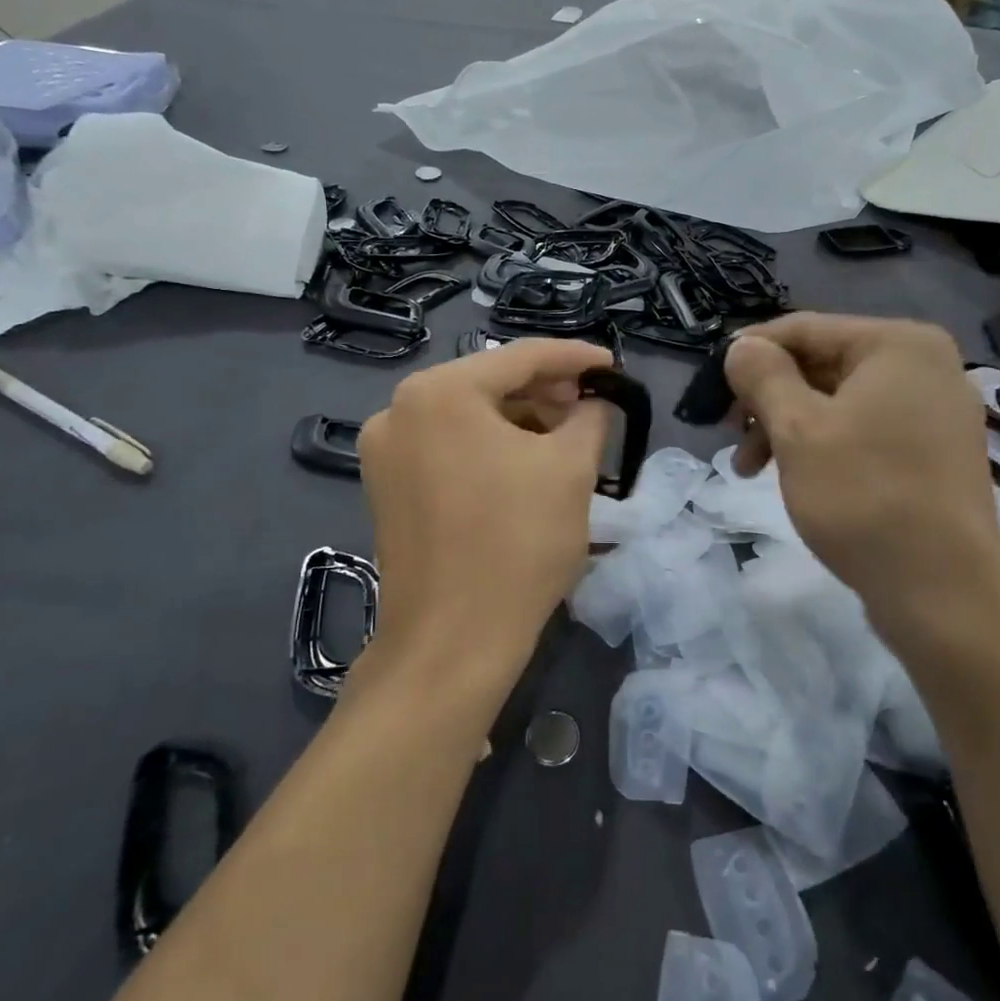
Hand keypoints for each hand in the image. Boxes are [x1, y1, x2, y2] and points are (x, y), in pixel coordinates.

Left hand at [357, 338, 613, 693]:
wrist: (452, 643)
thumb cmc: (518, 543)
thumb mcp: (571, 469)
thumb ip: (590, 416)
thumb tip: (594, 401)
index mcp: (440, 392)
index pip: (521, 357)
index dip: (576, 358)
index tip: (613, 367)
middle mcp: (399, 409)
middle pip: (489, 383)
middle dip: (546, 392)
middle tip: (593, 406)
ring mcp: (385, 450)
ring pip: (468, 416)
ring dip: (519, 421)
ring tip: (565, 438)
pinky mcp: (386, 487)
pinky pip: (448, 447)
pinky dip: (489, 447)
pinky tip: (525, 465)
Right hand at [722, 314, 999, 642]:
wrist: (945, 597)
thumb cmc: (865, 498)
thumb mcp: (798, 430)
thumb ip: (763, 375)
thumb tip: (741, 346)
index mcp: (899, 344)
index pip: (806, 328)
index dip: (751, 352)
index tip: (712, 386)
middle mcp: (927, 366)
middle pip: (824, 364)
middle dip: (770, 399)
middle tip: (731, 436)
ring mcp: (937, 411)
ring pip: (841, 401)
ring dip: (789, 426)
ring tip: (751, 468)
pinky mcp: (936, 452)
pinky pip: (866, 429)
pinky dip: (825, 444)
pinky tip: (796, 476)